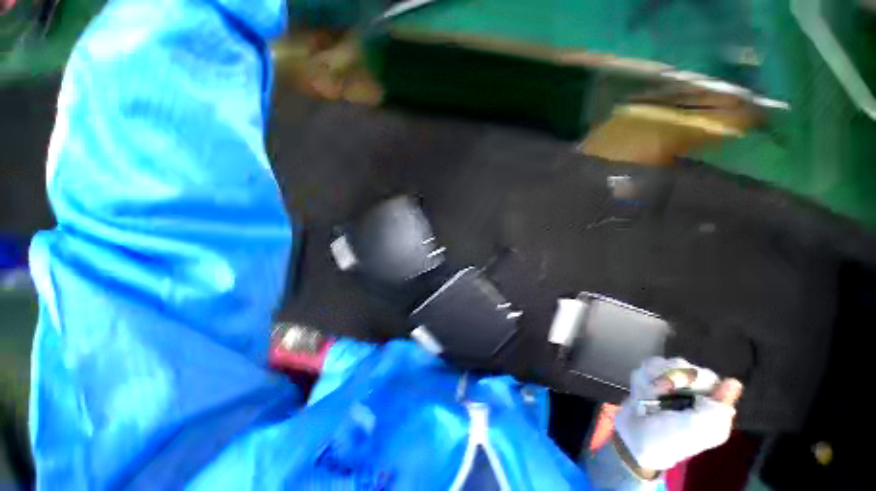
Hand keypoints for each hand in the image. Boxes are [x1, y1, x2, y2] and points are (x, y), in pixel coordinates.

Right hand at [614, 357, 743, 472]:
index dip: (697, 378)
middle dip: (670, 377)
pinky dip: (641, 379)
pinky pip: (645, 366)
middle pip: (683, 365)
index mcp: (710, 405)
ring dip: (652, 379)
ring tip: (649, 396)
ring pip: (662, 363)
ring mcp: (669, 385)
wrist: (634, 438)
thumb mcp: (699, 428)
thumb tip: (734, 382)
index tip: (689, 388)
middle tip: (662, 391)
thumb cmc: (669, 438)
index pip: (709, 376)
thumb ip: (717, 406)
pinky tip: (641, 393)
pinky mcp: (649, 380)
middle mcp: (691, 393)